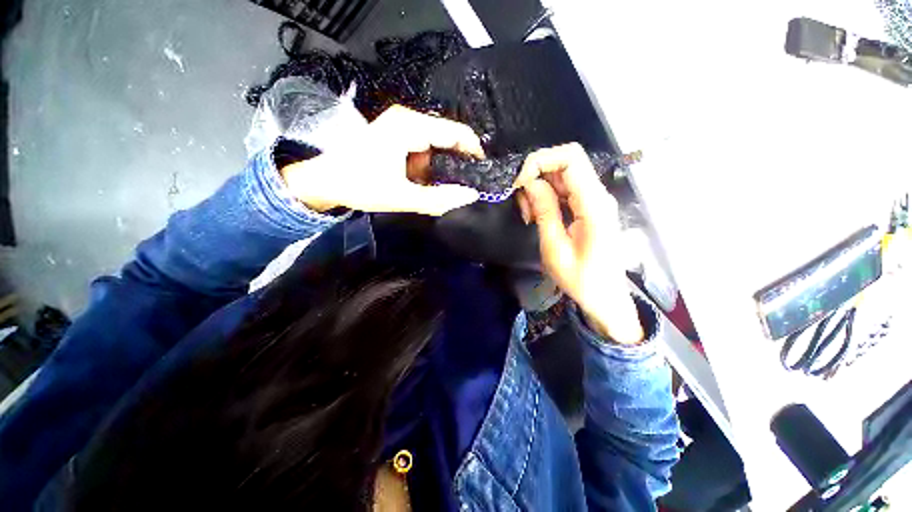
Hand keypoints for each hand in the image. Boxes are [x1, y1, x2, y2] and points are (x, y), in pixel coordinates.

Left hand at [281, 105, 484, 215]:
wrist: (326, 181)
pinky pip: (424, 149)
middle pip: (447, 138)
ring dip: (443, 167)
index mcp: (409, 126)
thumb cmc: (360, 185)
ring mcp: (401, 126)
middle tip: (467, 185)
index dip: (474, 151)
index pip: (455, 132)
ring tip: (447, 188)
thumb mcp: (402, 197)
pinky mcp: (397, 136)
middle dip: (459, 162)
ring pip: (436, 146)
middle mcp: (408, 119)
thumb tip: (471, 196)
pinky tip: (428, 182)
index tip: (485, 172)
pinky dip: (430, 167)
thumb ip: (438, 198)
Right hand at [514, 143, 643, 344]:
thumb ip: (545, 212)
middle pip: (566, 161)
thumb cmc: (581, 279)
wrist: (606, 297)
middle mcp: (598, 194)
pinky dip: (546, 195)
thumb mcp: (555, 248)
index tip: (520, 184)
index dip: (541, 161)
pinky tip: (537, 214)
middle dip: (536, 175)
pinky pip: (564, 188)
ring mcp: (594, 199)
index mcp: (594, 204)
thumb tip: (531, 182)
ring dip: (539, 187)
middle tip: (523, 205)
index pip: (571, 158)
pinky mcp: (589, 206)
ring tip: (529, 214)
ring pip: (562, 174)